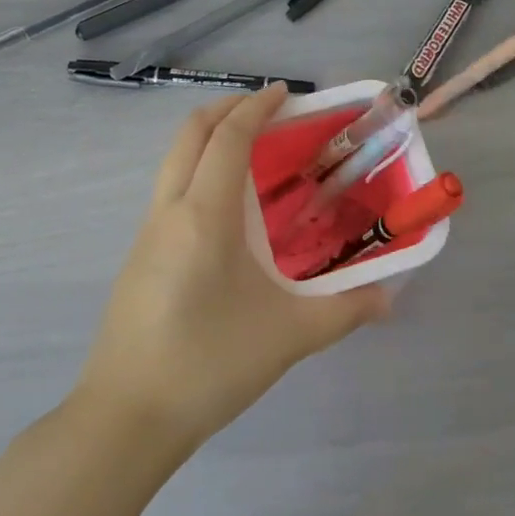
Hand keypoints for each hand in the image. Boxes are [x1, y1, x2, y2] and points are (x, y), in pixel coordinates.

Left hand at [75, 84, 390, 446]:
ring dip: (209, 138)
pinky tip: (226, 207)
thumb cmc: (208, 365)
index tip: (286, 94)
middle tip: (268, 111)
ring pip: (174, 159)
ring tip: (252, 151)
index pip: (228, 137)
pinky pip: (169, 188)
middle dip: (227, 109)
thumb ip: (345, 310)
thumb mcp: (288, 336)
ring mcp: (147, 233)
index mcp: (204, 215)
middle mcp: (169, 211)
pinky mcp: (138, 257)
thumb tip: (390, 297)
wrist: (124, 421)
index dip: (257, 108)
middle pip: (190, 133)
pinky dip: (197, 169)